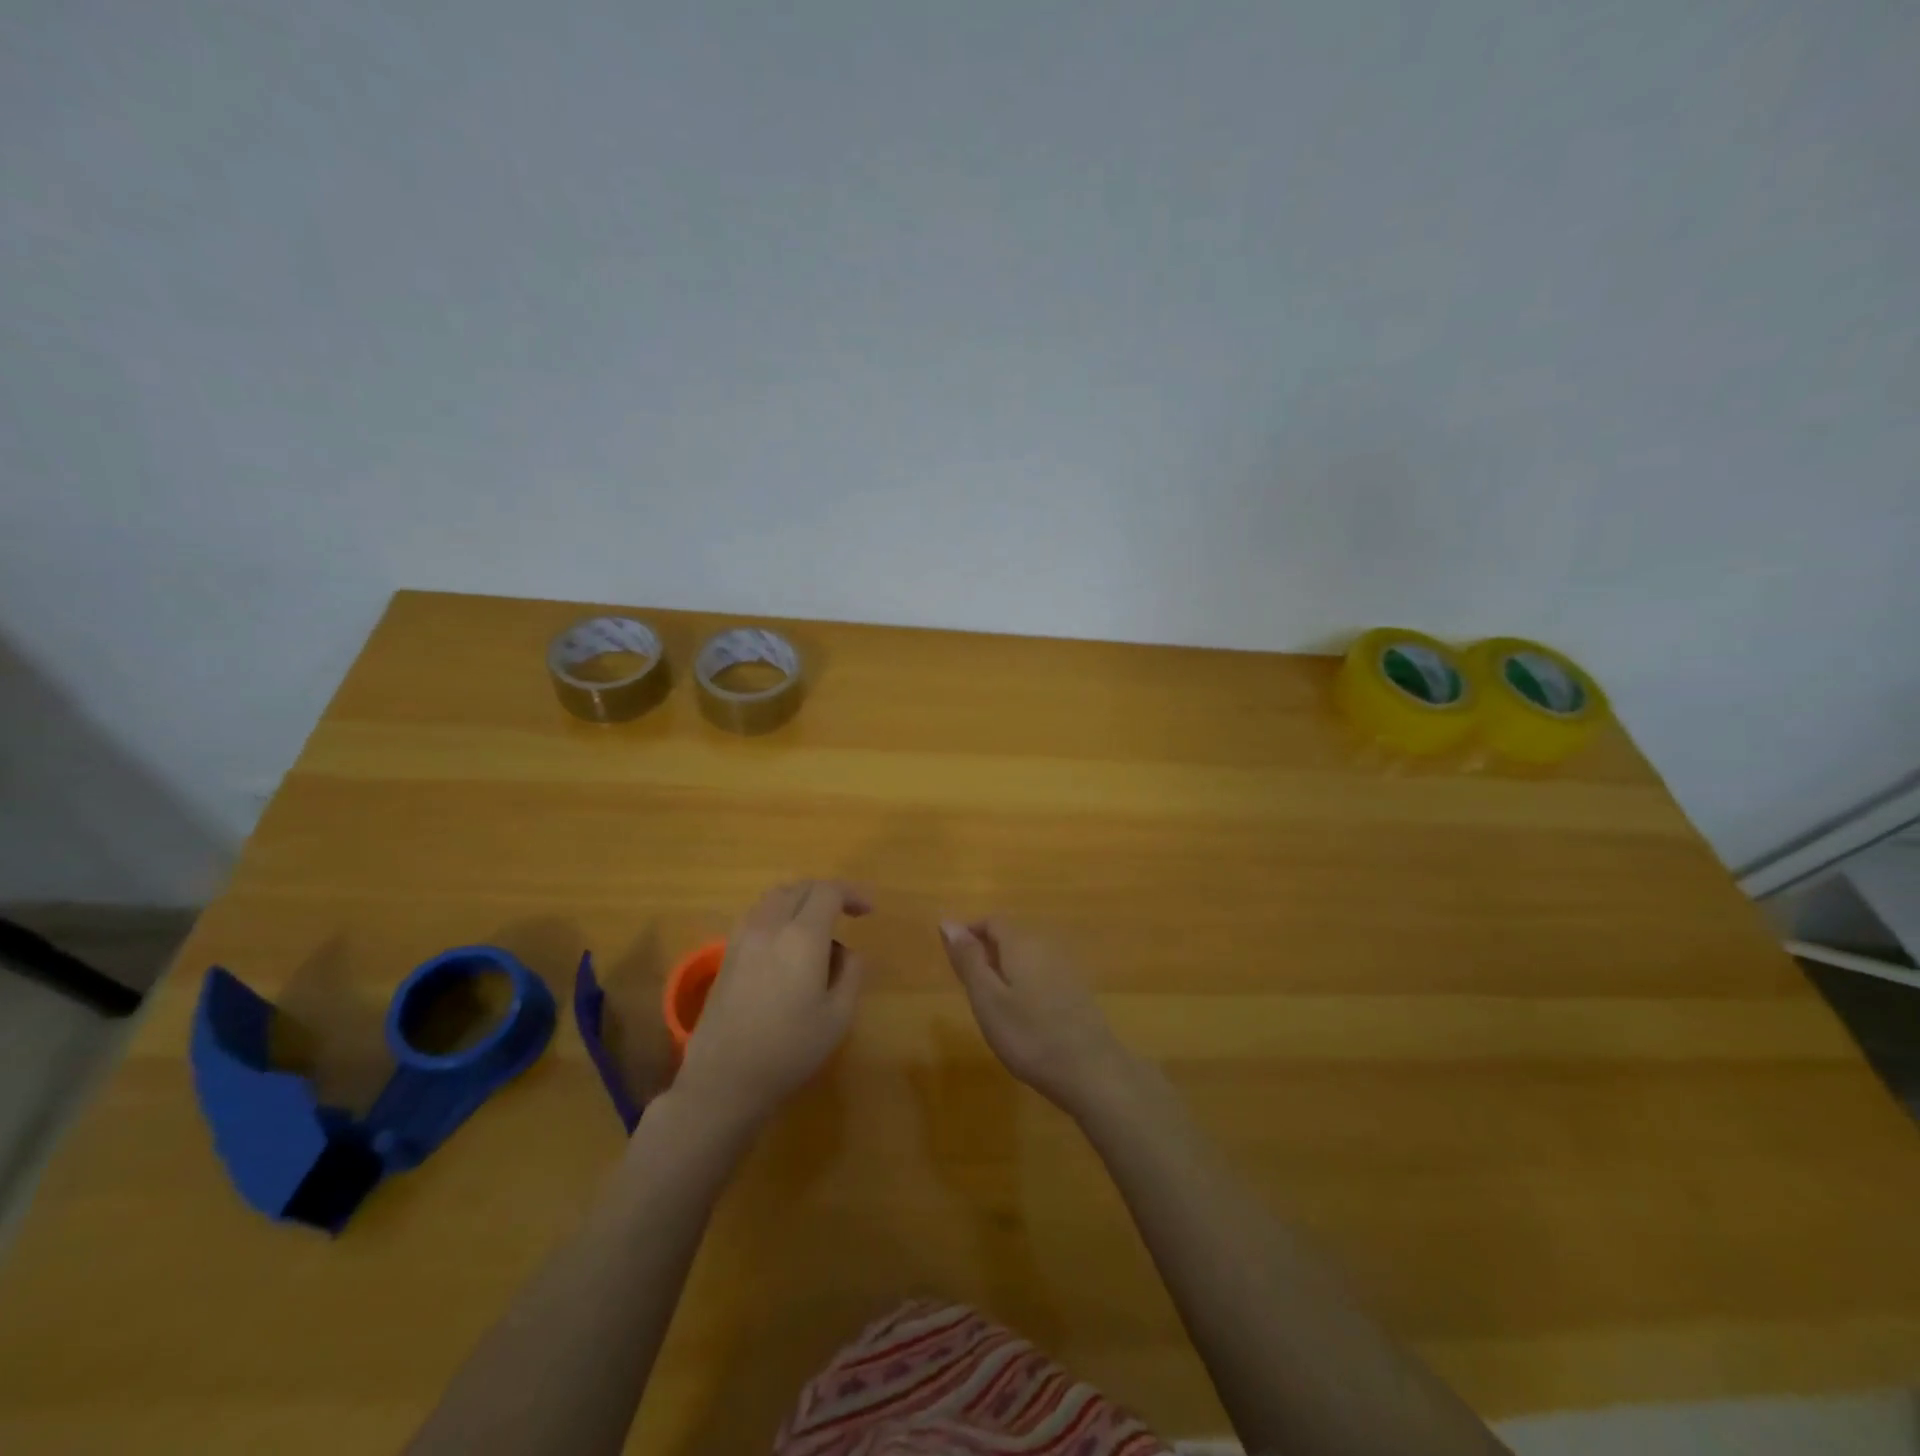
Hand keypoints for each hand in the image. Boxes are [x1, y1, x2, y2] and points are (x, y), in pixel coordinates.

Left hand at [676, 880, 869, 1128]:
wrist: (724, 1079)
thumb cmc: (789, 1049)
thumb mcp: (838, 1017)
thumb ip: (851, 973)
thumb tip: (847, 952)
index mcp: (802, 936)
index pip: (828, 892)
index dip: (852, 894)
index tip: (868, 912)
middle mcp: (770, 926)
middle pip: (800, 887)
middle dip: (827, 893)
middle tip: (847, 913)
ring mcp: (743, 937)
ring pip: (775, 897)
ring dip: (800, 900)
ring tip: (817, 926)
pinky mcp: (726, 954)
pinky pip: (757, 915)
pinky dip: (779, 914)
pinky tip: (787, 943)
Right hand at [939, 919, 1132, 1118]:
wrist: (1092, 1071)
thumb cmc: (1029, 1035)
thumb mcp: (987, 998)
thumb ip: (968, 959)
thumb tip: (948, 921)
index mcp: (1021, 943)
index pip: (992, 921)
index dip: (969, 932)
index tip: (952, 957)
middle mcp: (1046, 947)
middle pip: (1011, 936)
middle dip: (986, 951)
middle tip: (967, 985)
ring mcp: (1066, 969)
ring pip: (1027, 956)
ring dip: (1005, 969)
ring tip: (990, 1002)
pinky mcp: (1077, 992)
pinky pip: (1042, 974)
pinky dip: (1024, 983)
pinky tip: (1022, 1014)